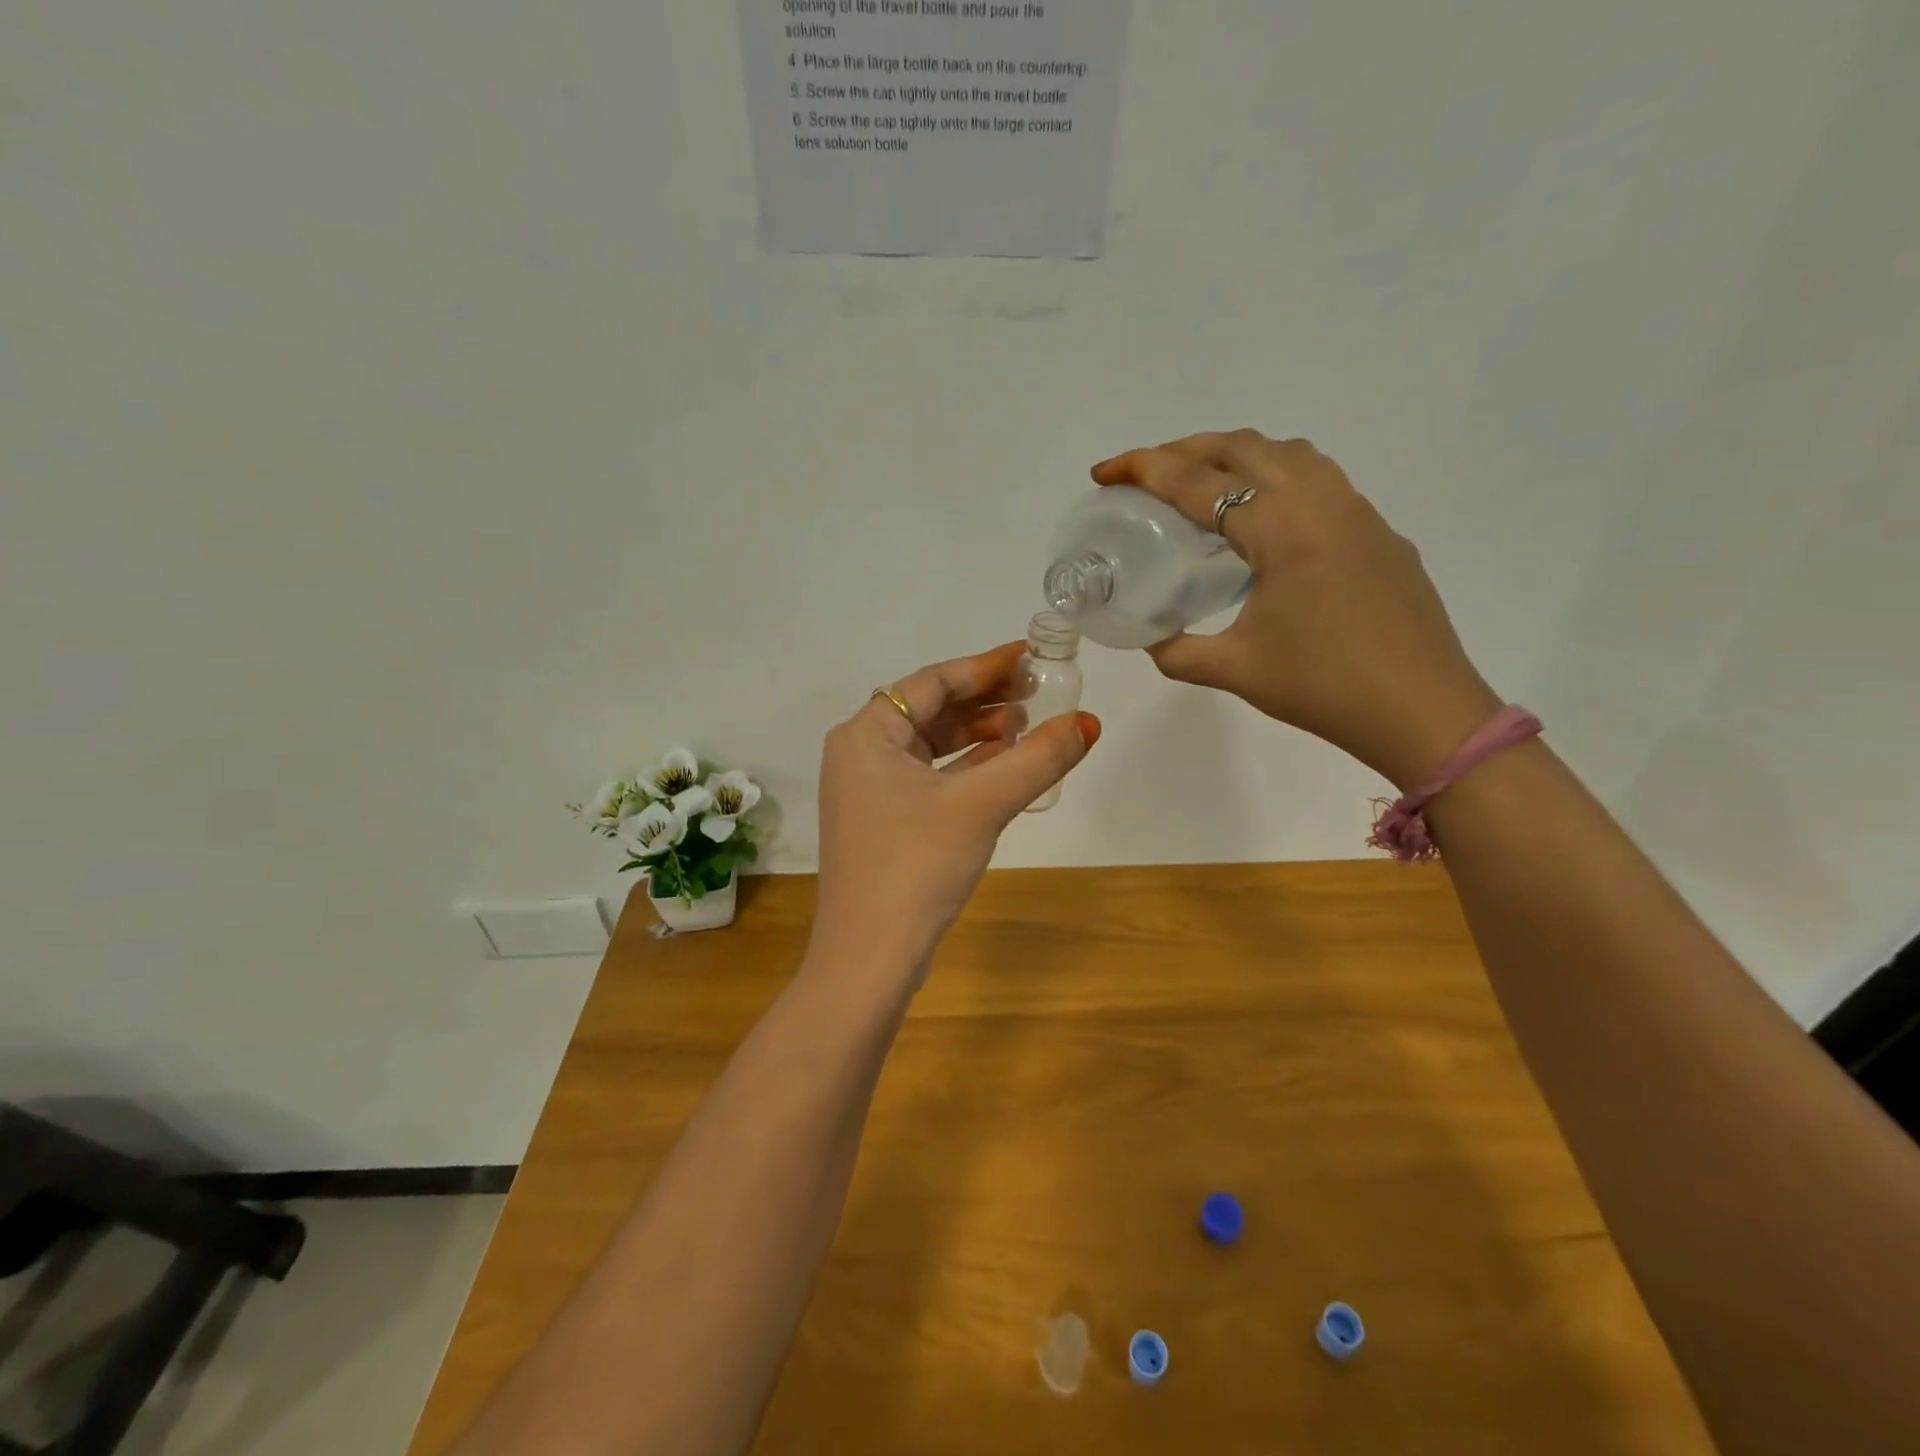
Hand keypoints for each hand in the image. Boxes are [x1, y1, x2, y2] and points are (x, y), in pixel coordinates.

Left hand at [813, 643, 1099, 979]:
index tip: (1031, 657)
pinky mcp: (882, 821)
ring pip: (930, 745)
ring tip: (1026, 727)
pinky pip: (928, 776)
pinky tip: (1002, 766)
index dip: (986, 666)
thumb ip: (1037, 759)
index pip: (933, 681)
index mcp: (866, 734)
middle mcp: (859, 753)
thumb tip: (1088, 722)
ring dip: (977, 734)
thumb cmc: (917, 866)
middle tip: (1037, 692)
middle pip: (930, 709)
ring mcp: (868, 790)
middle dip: (984, 700)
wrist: (869, 958)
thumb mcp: (982, 804)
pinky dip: (965, 768)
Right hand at [1092, 431, 1498, 788]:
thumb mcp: (1235, 671)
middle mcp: (1321, 501)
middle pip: (1243, 447)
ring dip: (1235, 456)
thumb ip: (1177, 651)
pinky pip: (1319, 479)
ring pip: (1288, 454)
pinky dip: (1275, 478)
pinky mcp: (1379, 532)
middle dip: (1185, 450)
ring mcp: (1358, 512)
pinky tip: (1263, 521)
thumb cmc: (1324, 687)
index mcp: (1281, 528)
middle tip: (1144, 475)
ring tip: (1200, 485)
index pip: (1198, 482)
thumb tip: (1149, 639)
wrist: (1424, 711)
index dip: (1143, 469)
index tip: (1103, 471)